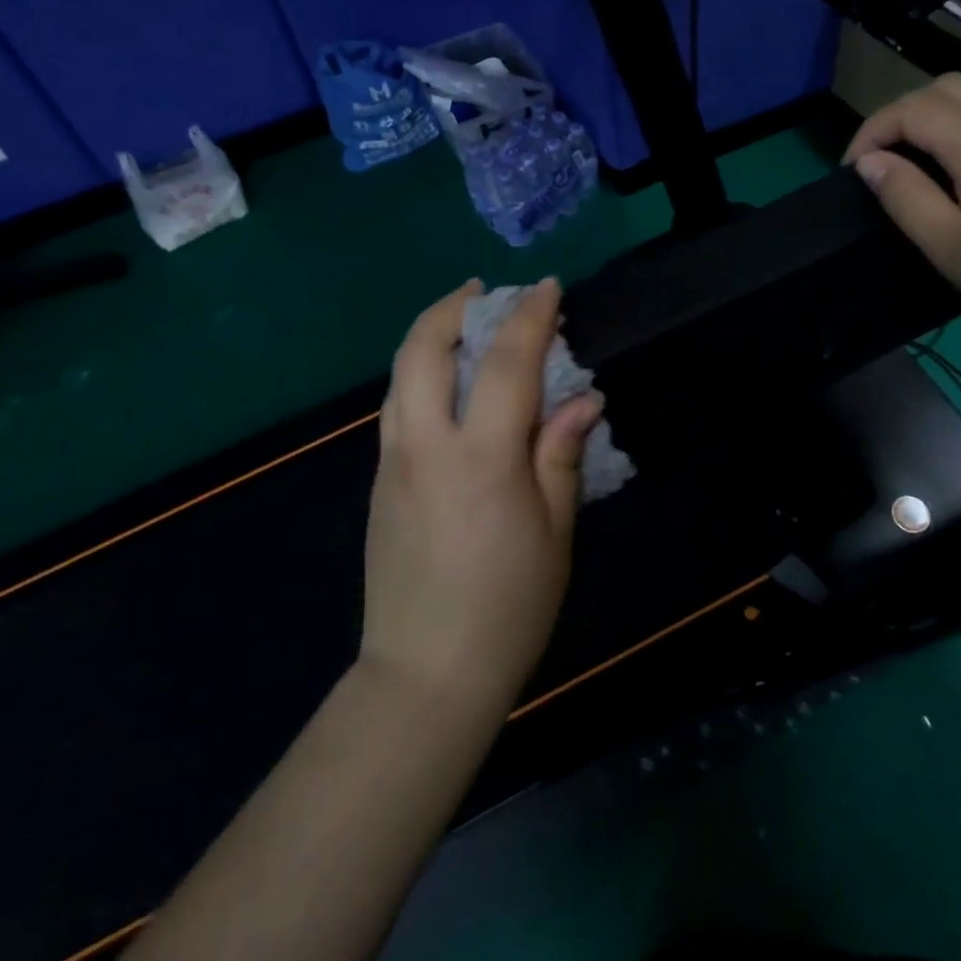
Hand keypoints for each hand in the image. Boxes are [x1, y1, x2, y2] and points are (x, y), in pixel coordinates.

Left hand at [361, 278, 602, 711]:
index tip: (547, 288)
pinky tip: (445, 384)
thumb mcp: (554, 533)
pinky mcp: (378, 481)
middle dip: (453, 307)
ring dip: (428, 335)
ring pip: (400, 374)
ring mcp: (391, 462)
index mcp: (480, 458)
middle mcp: (425, 445)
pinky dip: (418, 374)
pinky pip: (396, 406)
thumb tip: (582, 399)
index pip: (507, 364)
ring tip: (461, 323)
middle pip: (424, 349)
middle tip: (483, 292)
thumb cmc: (508, 608)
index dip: (530, 317)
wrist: (426, 672)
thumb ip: (561, 455)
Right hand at [845, 71, 960, 359]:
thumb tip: (870, 162)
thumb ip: (905, 197)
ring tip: (934, 136)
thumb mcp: (948, 248)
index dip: (873, 130)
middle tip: (887, 157)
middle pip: (951, 87)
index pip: (914, 110)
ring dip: (953, 99)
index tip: (854, 166)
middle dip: (905, 113)